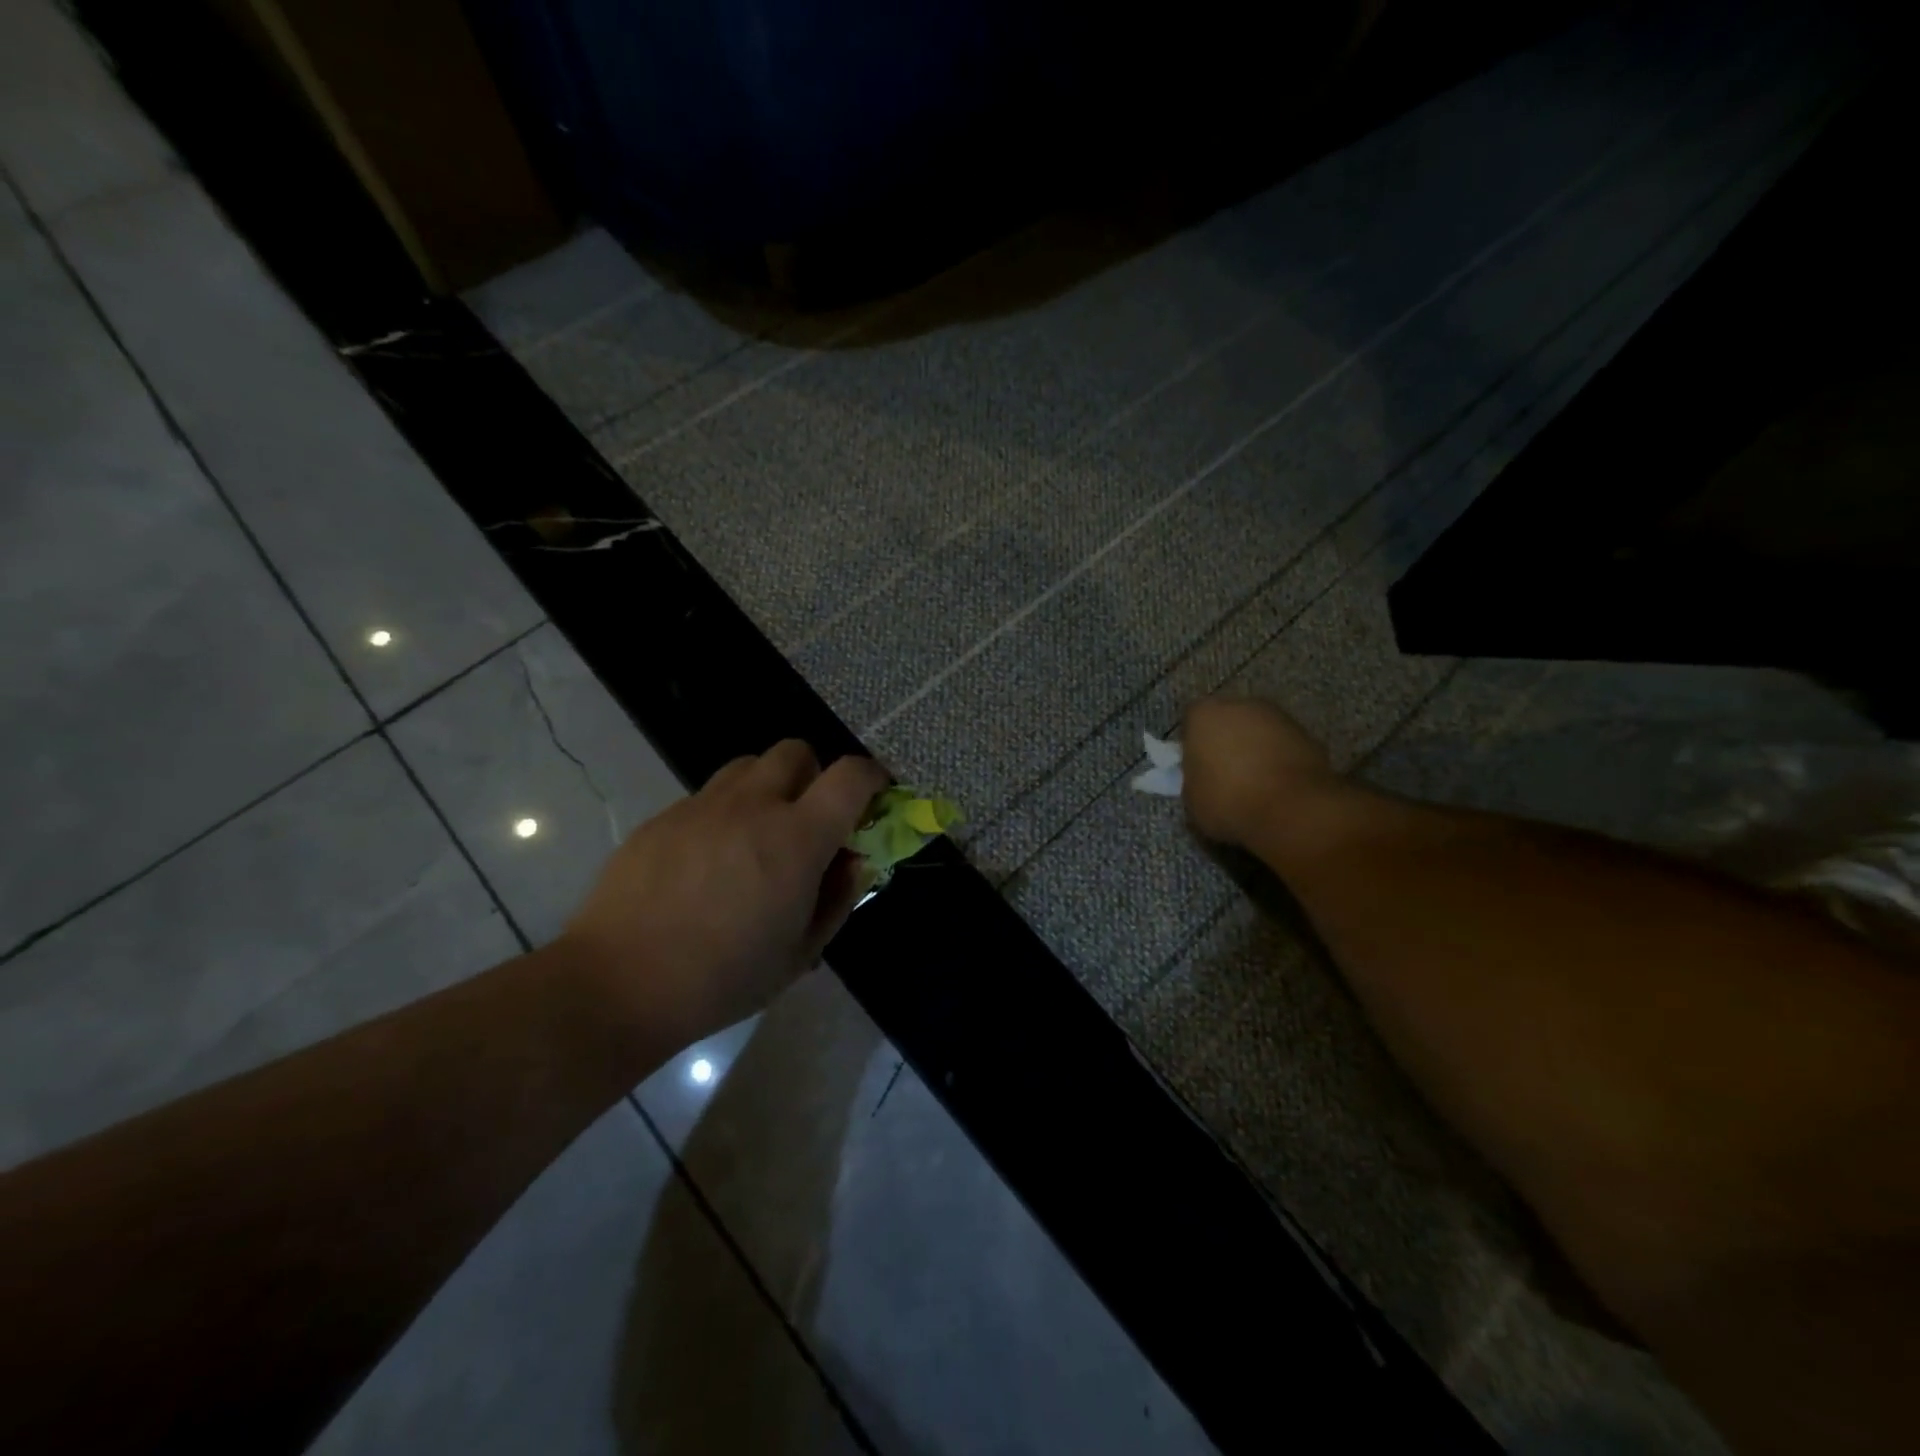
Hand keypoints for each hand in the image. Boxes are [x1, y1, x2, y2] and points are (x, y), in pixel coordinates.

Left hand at [558, 742, 889, 1047]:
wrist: (619, 984)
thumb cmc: (723, 979)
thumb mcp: (801, 952)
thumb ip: (838, 897)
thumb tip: (853, 860)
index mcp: (796, 838)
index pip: (850, 776)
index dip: (872, 778)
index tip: (874, 797)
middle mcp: (752, 806)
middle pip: (796, 751)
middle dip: (813, 776)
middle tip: (807, 820)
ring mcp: (702, 806)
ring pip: (748, 766)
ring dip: (767, 787)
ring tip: (756, 835)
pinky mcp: (663, 817)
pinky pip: (707, 796)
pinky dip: (724, 813)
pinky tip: (707, 861)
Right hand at [1180, 696, 1337, 846]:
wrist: (1293, 810)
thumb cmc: (1229, 801)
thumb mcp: (1192, 798)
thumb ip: (1193, 778)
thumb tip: (1202, 778)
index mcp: (1204, 714)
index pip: (1191, 721)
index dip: (1192, 744)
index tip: (1196, 767)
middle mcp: (1240, 704)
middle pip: (1227, 719)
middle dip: (1225, 740)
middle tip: (1224, 772)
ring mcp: (1277, 715)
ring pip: (1257, 729)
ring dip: (1254, 748)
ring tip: (1255, 782)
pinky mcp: (1307, 733)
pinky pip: (1282, 744)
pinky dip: (1279, 758)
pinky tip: (1278, 785)